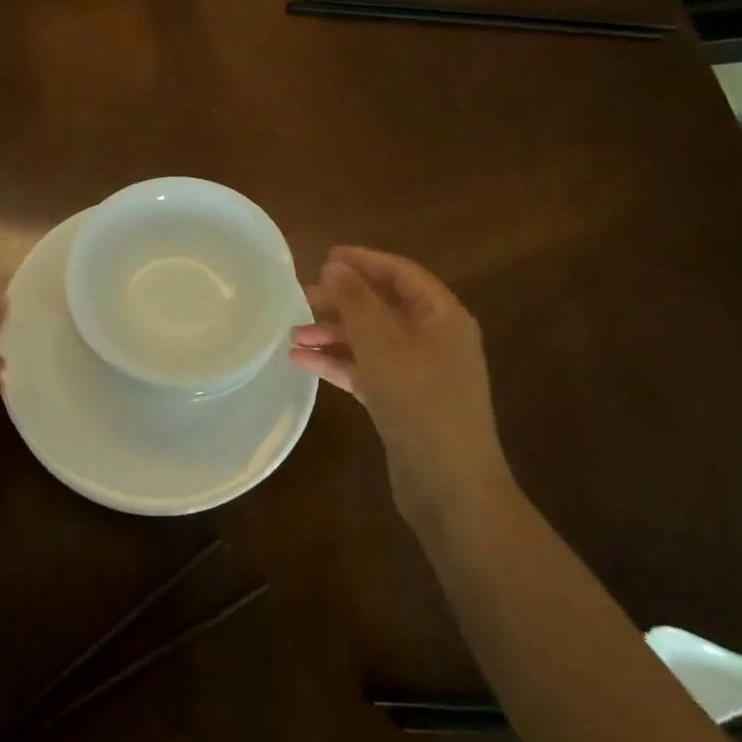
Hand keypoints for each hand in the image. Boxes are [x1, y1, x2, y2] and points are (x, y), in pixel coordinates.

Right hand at [288, 246, 511, 523]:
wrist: (449, 484)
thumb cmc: (418, 400)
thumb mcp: (381, 343)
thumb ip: (356, 300)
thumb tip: (337, 266)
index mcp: (442, 316)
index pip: (400, 274)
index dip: (363, 261)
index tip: (323, 257)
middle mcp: (435, 339)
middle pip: (383, 306)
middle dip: (341, 300)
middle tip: (301, 297)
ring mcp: (420, 372)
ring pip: (371, 340)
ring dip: (333, 333)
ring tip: (292, 333)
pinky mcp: (403, 401)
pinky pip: (366, 370)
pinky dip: (337, 363)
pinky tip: (301, 361)